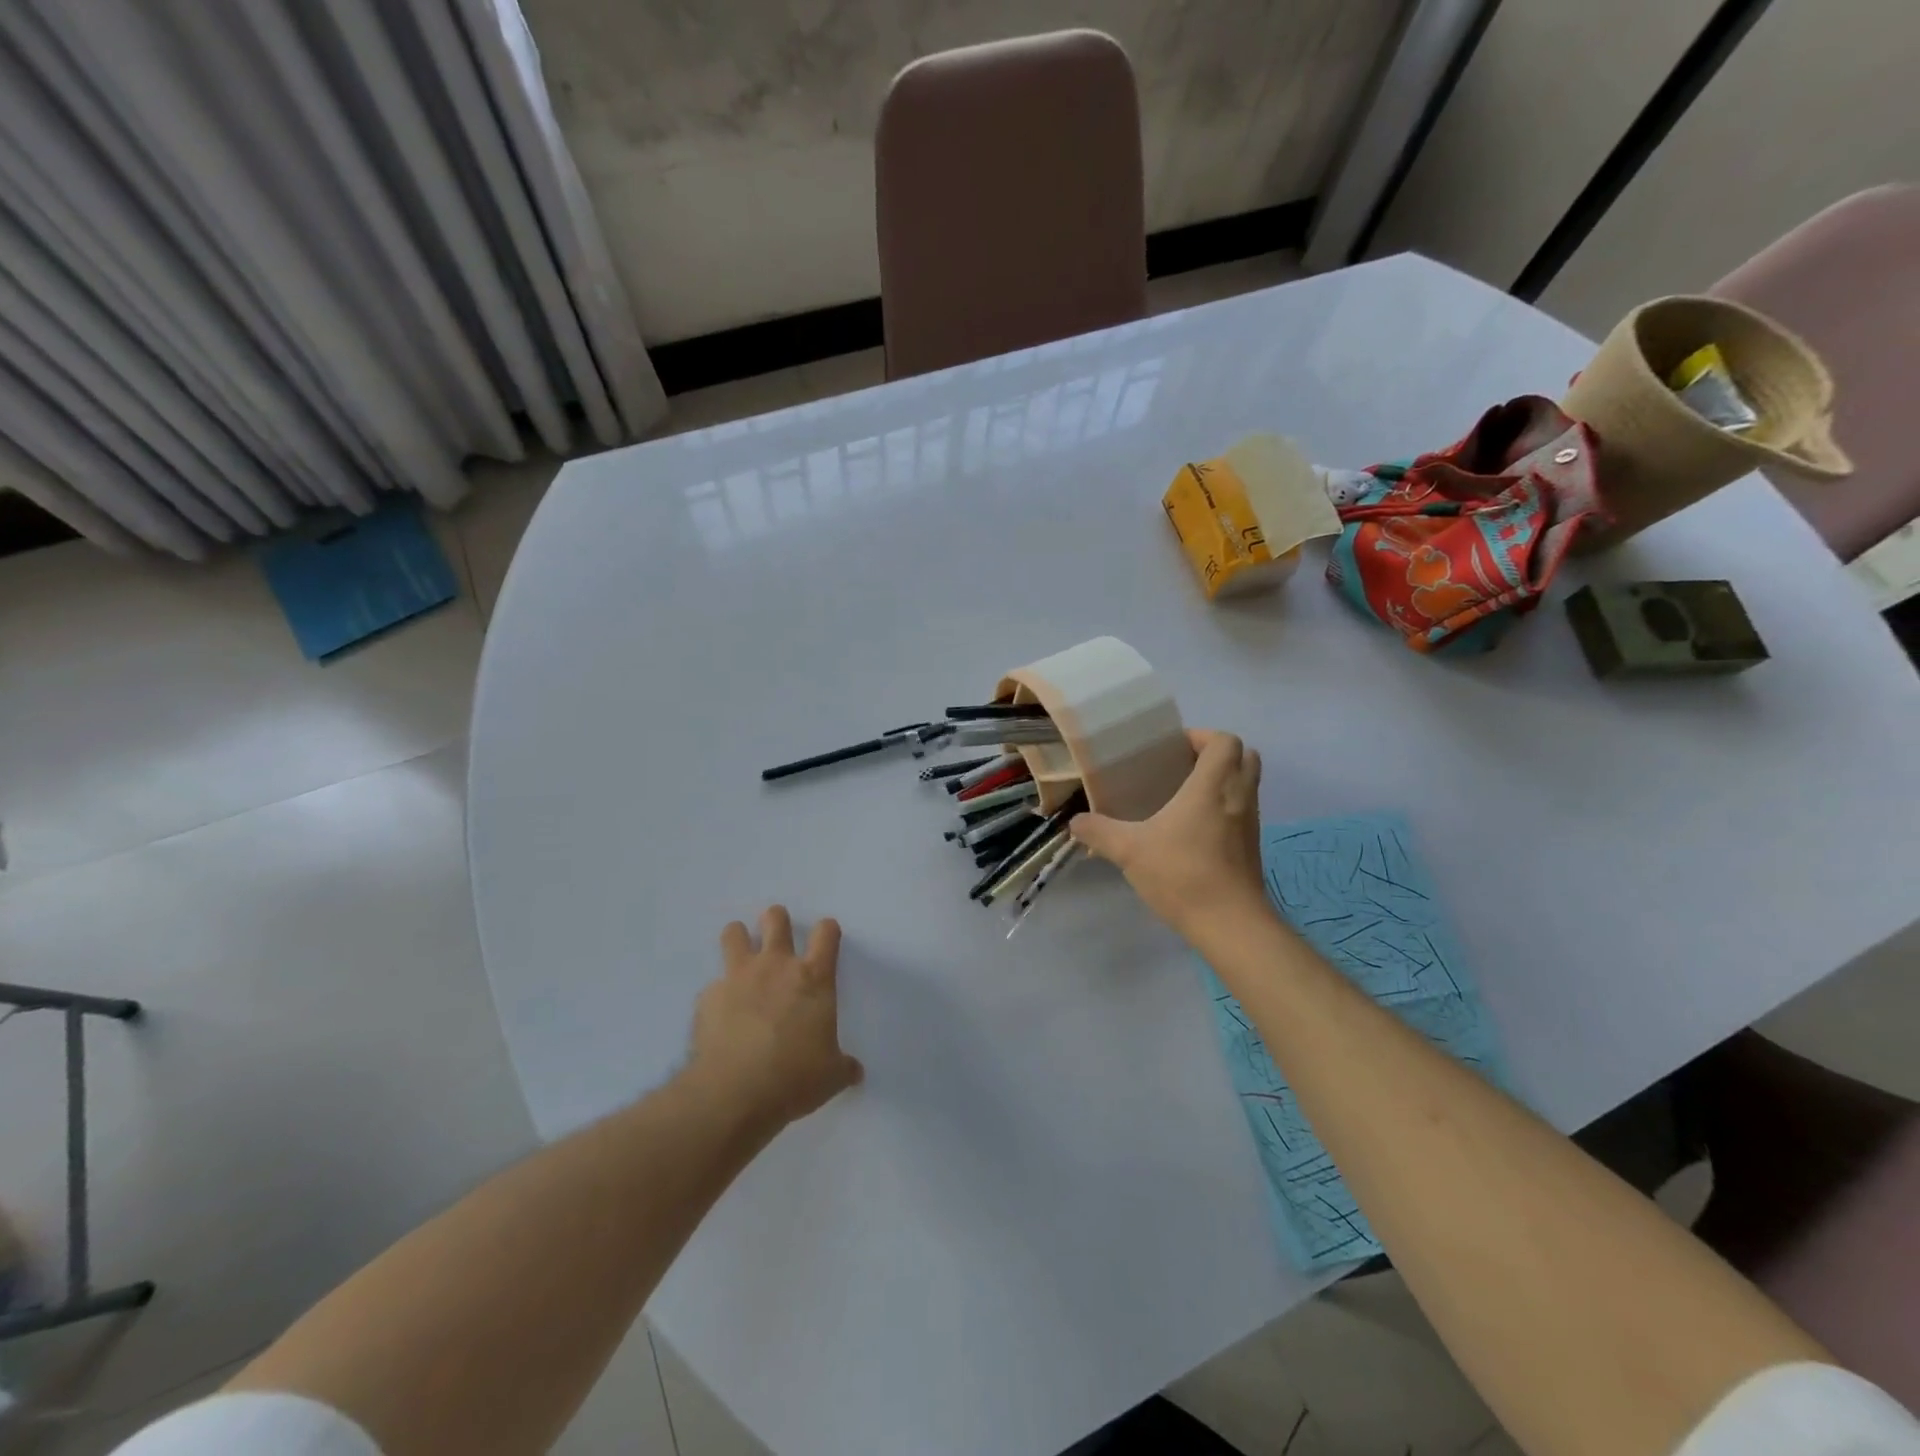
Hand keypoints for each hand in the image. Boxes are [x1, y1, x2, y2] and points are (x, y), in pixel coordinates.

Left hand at [689, 906, 862, 1129]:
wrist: (734, 1093)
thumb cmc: (794, 1078)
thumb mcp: (831, 1076)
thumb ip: (843, 1066)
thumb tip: (855, 1072)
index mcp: (813, 978)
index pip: (826, 933)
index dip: (827, 931)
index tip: (825, 939)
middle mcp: (776, 966)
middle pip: (776, 919)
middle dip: (776, 920)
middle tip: (778, 936)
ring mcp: (738, 977)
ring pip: (734, 933)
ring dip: (739, 938)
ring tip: (741, 954)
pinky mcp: (708, 997)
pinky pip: (713, 984)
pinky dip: (718, 994)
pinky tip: (719, 1015)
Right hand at [1070, 729, 1273, 942]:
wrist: (1230, 925)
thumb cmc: (1182, 875)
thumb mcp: (1129, 851)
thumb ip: (1099, 832)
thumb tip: (1075, 822)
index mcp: (1212, 785)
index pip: (1224, 740)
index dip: (1202, 736)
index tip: (1173, 749)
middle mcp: (1238, 796)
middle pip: (1245, 756)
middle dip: (1216, 754)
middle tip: (1181, 766)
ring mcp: (1250, 823)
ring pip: (1246, 784)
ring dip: (1222, 780)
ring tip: (1184, 796)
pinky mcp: (1252, 847)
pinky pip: (1242, 811)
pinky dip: (1224, 807)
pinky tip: (1193, 829)